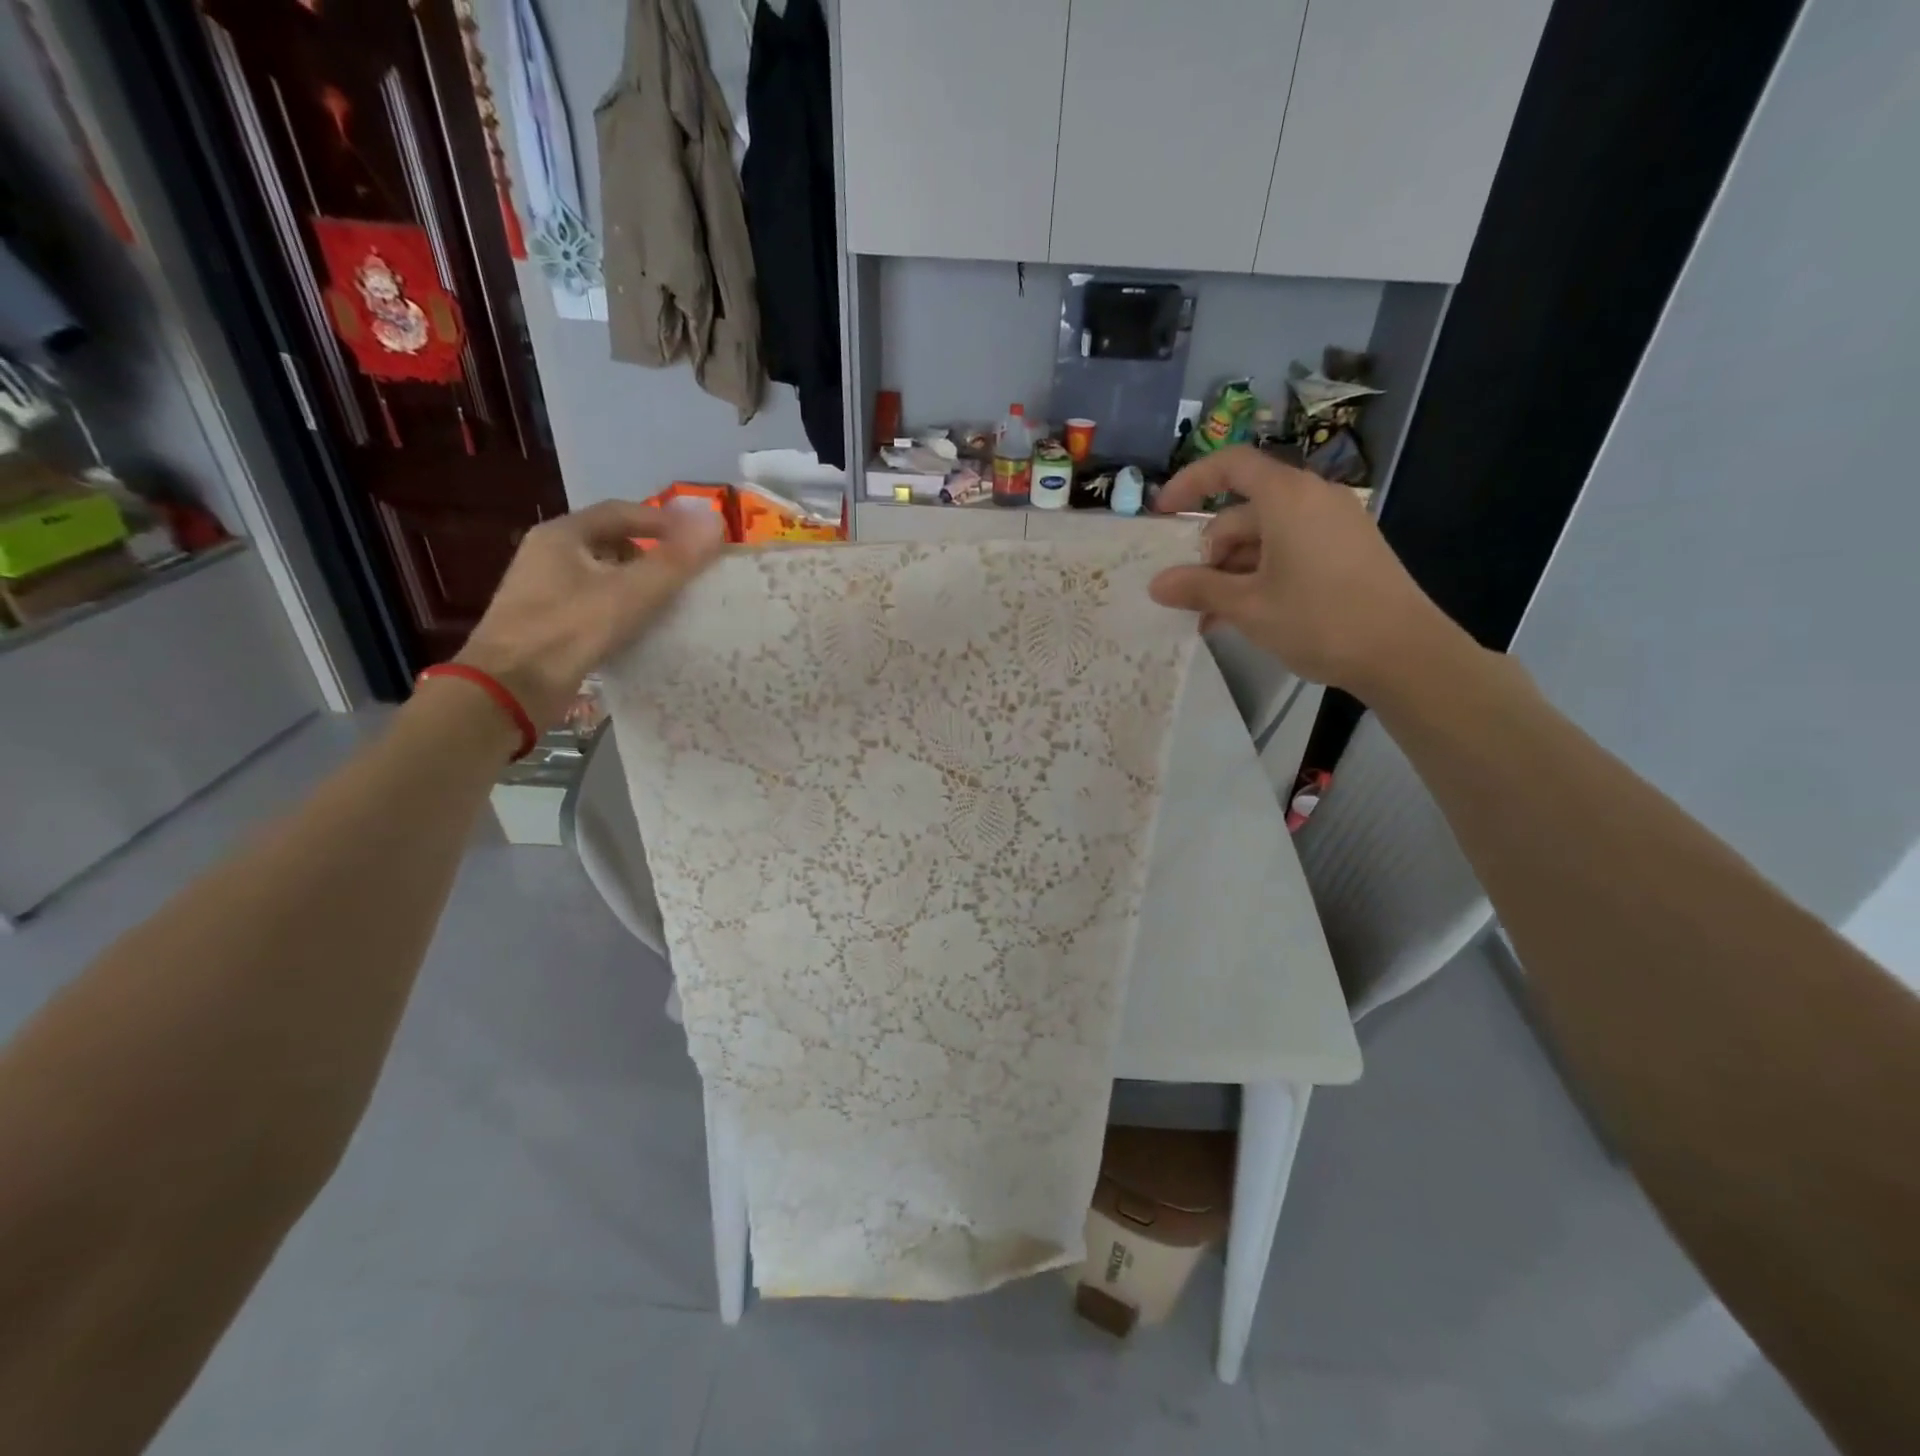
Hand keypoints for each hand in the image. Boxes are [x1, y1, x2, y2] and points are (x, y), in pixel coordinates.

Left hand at [455, 500, 724, 728]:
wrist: (510, 689)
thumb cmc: (570, 631)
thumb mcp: (630, 593)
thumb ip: (674, 560)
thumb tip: (716, 522)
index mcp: (562, 535)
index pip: (621, 512)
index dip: (664, 521)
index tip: (698, 540)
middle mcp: (548, 555)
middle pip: (611, 542)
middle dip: (652, 554)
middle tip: (687, 573)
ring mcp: (544, 591)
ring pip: (602, 576)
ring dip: (638, 584)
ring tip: (671, 603)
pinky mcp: (547, 624)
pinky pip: (594, 604)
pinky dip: (622, 609)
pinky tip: (642, 630)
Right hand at [1149, 447, 1459, 696]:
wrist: (1403, 652)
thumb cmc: (1319, 620)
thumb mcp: (1248, 607)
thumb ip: (1198, 589)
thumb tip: (1157, 584)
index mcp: (1287, 497)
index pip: (1230, 465)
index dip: (1190, 482)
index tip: (1162, 512)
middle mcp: (1313, 498)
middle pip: (1244, 511)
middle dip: (1211, 553)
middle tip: (1191, 598)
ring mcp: (1335, 523)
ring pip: (1265, 536)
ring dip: (1233, 572)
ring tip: (1215, 618)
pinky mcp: (1348, 548)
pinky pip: (1291, 549)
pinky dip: (1263, 574)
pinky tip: (1248, 613)